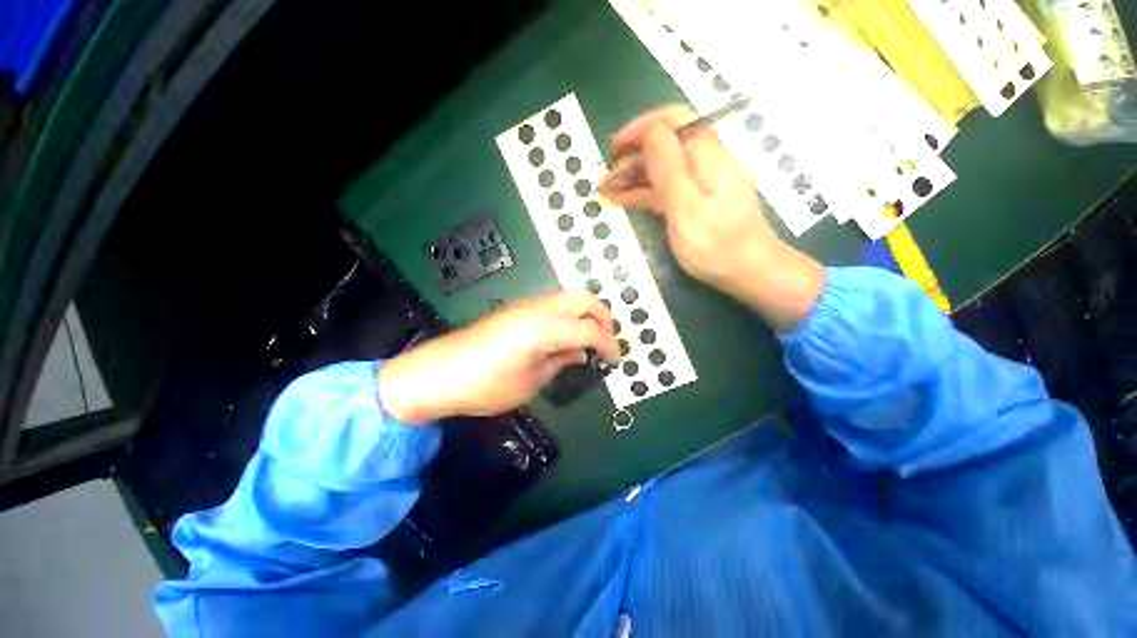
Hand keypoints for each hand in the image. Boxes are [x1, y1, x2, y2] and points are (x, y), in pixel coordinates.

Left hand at [378, 290, 618, 424]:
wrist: (439, 373)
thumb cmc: (488, 384)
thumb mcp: (532, 381)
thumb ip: (561, 361)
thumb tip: (581, 354)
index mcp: (547, 326)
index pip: (591, 329)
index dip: (608, 344)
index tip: (616, 359)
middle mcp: (540, 307)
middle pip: (584, 298)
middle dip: (602, 317)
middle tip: (605, 341)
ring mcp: (527, 305)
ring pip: (568, 298)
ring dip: (585, 315)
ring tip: (587, 341)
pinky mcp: (516, 310)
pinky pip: (553, 305)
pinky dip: (568, 317)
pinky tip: (563, 340)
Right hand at [603, 105, 824, 329]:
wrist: (748, 273)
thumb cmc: (718, 246)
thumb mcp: (689, 209)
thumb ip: (670, 170)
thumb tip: (651, 132)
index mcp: (707, 157)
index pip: (674, 121)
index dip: (642, 127)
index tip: (615, 147)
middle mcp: (703, 163)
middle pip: (665, 144)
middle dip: (632, 155)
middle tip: (605, 177)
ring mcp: (698, 184)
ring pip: (662, 168)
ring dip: (633, 175)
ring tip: (606, 190)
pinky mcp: (693, 203)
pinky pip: (665, 189)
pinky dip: (642, 192)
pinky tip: (622, 200)